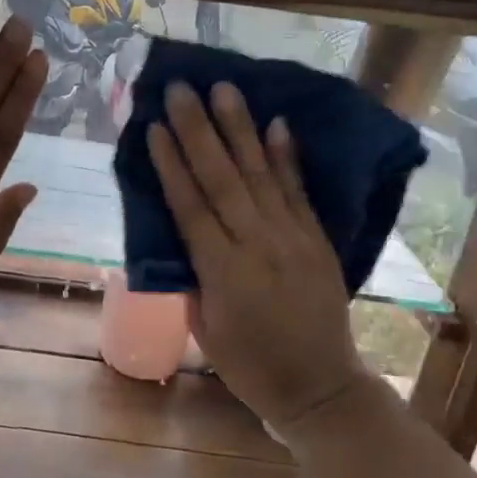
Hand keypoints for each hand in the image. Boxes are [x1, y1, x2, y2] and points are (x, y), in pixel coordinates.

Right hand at [147, 82, 360, 429]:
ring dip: (240, 129)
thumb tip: (179, 233)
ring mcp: (293, 238)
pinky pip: (298, 191)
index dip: (171, 163)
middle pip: (222, 178)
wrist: (321, 388)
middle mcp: (258, 244)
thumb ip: (191, 276)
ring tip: (224, 89)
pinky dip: (286, 157)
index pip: (191, 206)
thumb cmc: (249, 367)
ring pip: (260, 175)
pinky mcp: (317, 239)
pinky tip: (276, 123)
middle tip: (181, 89)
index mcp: (222, 271)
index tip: (155, 125)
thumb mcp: (203, 328)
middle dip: (199, 130)